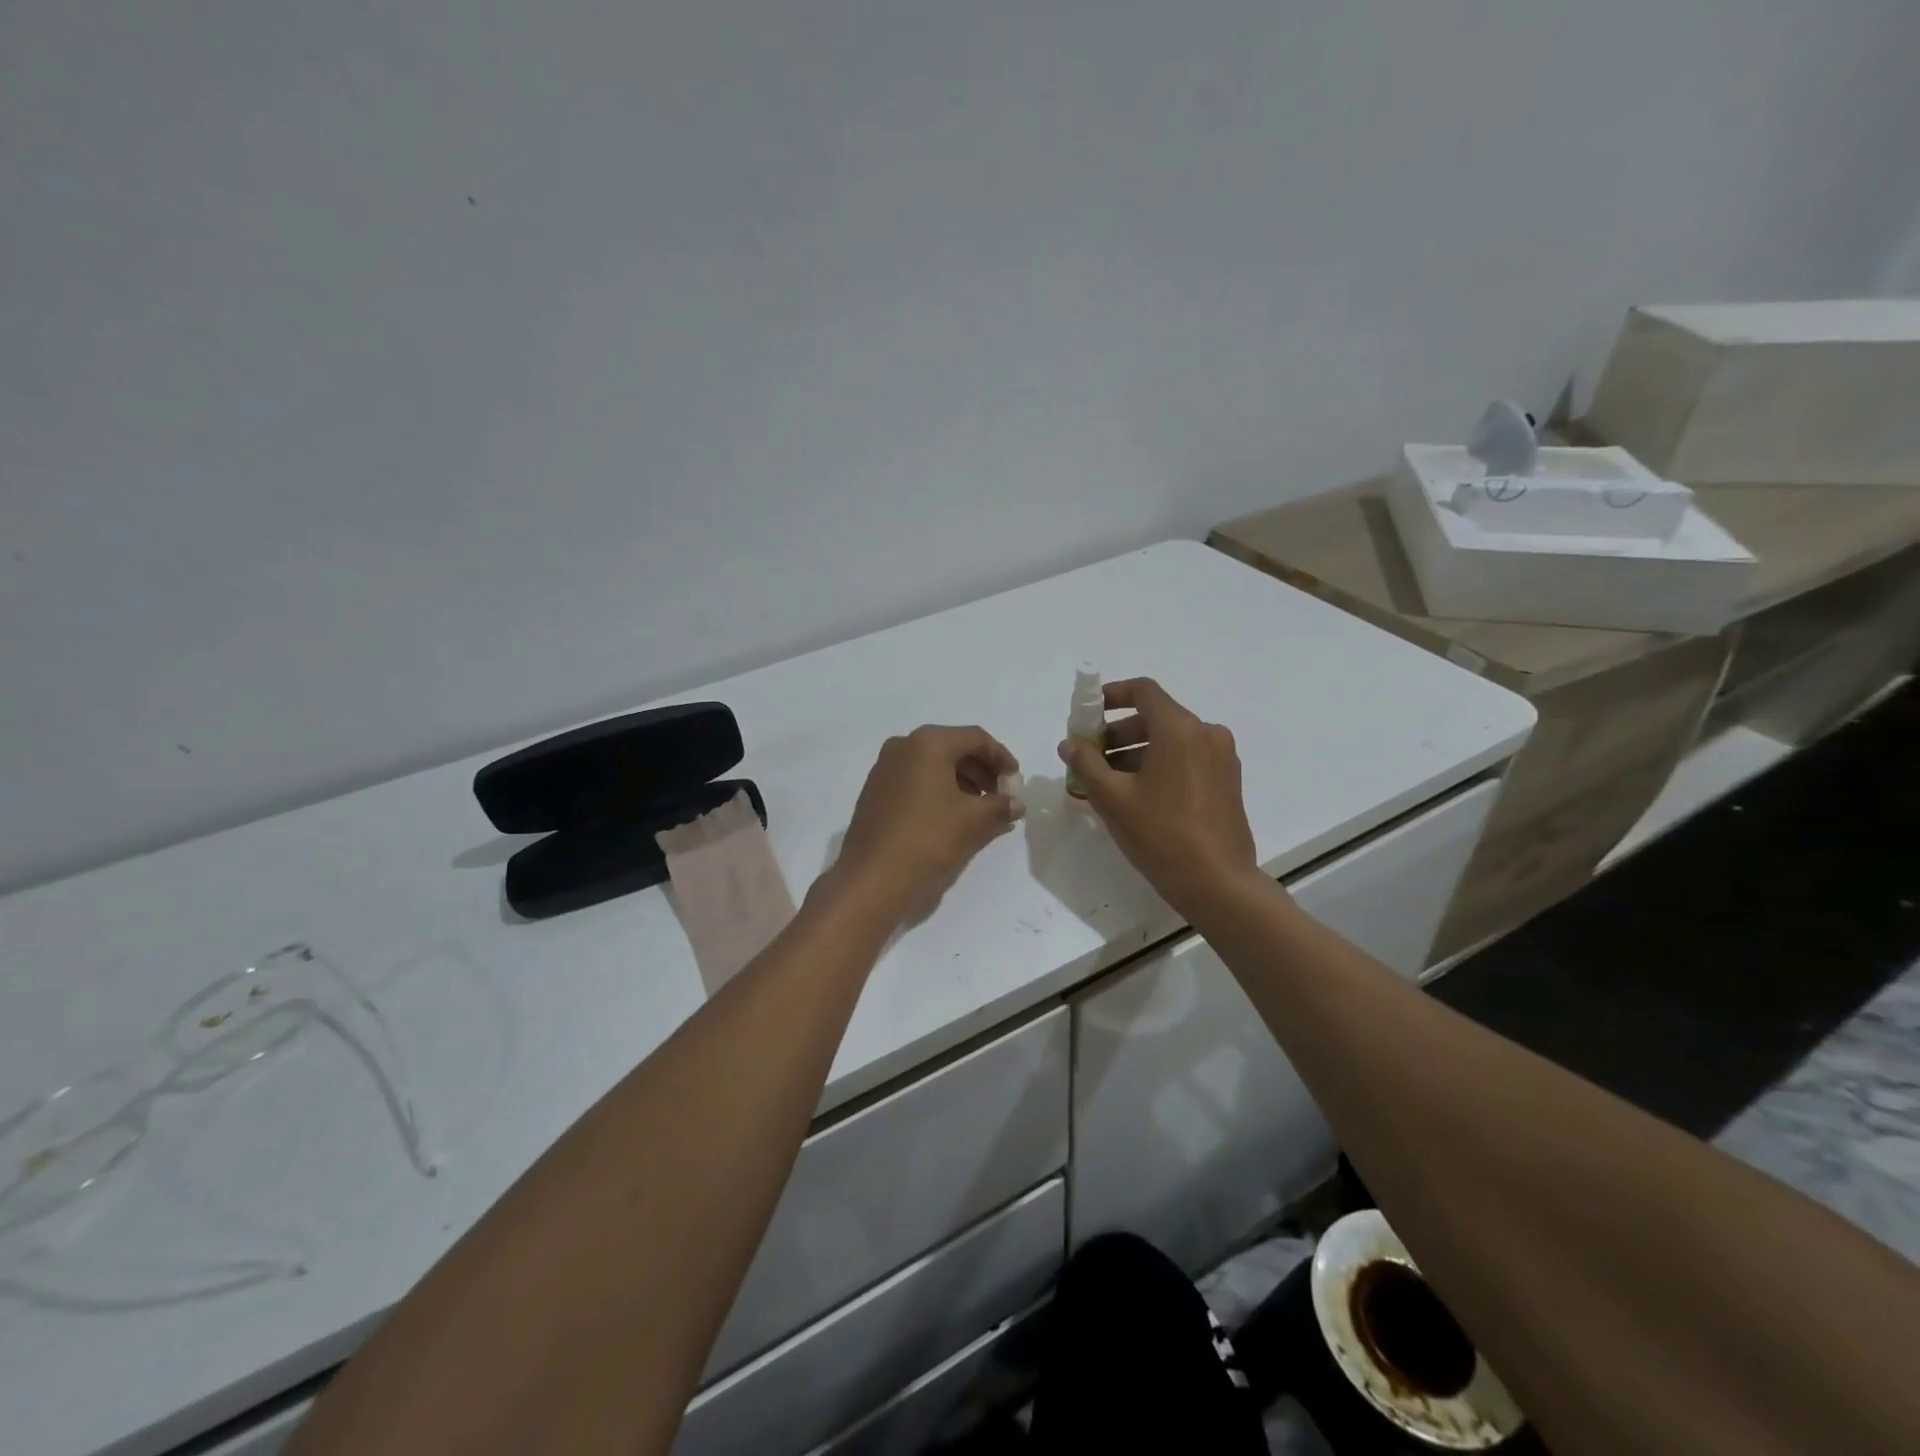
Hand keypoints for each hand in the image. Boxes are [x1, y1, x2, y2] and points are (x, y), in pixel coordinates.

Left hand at [828, 726, 1023, 919]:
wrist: (873, 877)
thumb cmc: (928, 838)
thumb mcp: (973, 820)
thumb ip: (1000, 806)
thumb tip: (1016, 804)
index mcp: (928, 742)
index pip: (976, 739)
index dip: (1001, 758)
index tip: (1016, 781)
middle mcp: (903, 746)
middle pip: (953, 748)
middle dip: (982, 770)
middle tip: (1001, 796)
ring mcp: (885, 767)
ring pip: (933, 765)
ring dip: (962, 782)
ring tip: (981, 810)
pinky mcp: (876, 790)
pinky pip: (916, 780)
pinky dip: (939, 790)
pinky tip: (953, 815)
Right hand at [1057, 678, 1260, 918]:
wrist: (1217, 883)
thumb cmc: (1161, 834)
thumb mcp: (1113, 798)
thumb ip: (1086, 764)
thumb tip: (1069, 744)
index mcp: (1180, 729)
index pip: (1143, 691)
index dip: (1111, 695)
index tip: (1087, 713)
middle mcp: (1206, 734)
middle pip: (1155, 717)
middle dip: (1118, 731)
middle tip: (1090, 755)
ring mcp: (1221, 758)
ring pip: (1171, 740)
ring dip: (1136, 751)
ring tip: (1107, 781)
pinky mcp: (1227, 780)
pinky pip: (1186, 758)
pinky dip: (1159, 764)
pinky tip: (1137, 794)